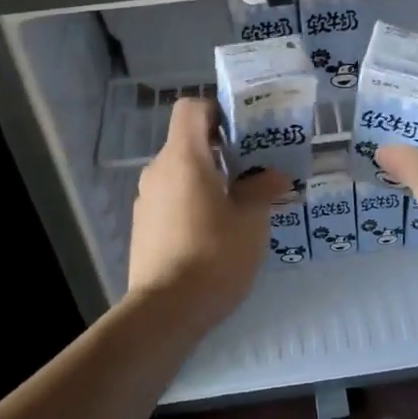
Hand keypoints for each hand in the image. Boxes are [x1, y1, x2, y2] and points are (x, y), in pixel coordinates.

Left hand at [128, 97, 287, 329]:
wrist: (166, 310)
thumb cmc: (215, 254)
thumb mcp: (251, 221)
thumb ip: (262, 189)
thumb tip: (274, 176)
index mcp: (184, 158)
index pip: (190, 109)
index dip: (216, 110)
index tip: (242, 131)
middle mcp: (158, 171)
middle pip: (186, 142)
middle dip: (219, 150)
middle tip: (252, 170)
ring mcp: (146, 200)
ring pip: (179, 173)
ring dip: (206, 179)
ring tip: (237, 205)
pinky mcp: (143, 227)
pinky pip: (170, 199)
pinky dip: (191, 202)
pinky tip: (214, 232)